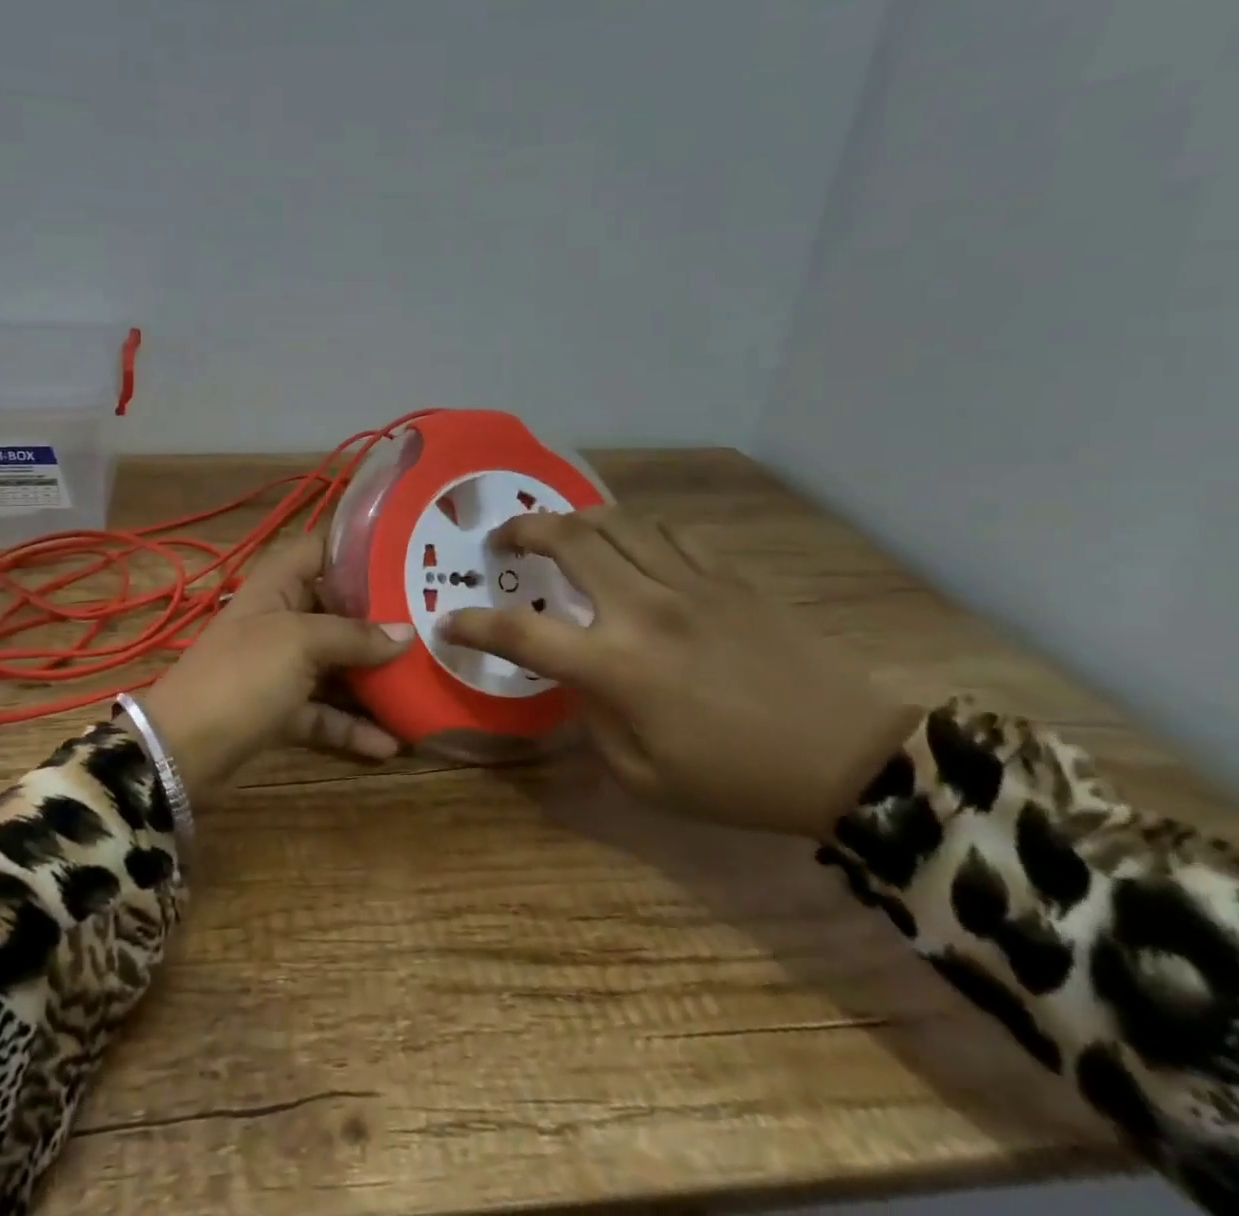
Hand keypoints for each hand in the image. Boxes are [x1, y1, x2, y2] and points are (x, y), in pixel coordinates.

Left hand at [137, 533, 412, 804]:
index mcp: (276, 586)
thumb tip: (407, 632)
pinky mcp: (281, 710)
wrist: (182, 751)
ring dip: (374, 677)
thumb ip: (353, 635)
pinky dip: (353, 726)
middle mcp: (280, 620)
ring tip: (423, 683)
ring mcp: (280, 667)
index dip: (357, 548)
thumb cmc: (243, 675)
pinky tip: (392, 743)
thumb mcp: (299, 643)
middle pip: (336, 610)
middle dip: (381, 619)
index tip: (407, 555)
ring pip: (336, 664)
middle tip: (433, 623)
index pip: (318, 550)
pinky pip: (325, 711)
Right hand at [440, 507, 918, 840]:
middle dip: (521, 531)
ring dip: (575, 521)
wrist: (853, 760)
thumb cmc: (737, 781)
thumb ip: (592, 721)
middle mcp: (643, 609)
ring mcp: (690, 584)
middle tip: (503, 542)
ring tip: (561, 534)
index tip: (450, 623)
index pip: (520, 633)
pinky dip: (636, 531)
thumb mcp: (644, 778)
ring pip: (616, 521)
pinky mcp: (729, 576)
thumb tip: (576, 680)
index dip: (474, 626)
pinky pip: (669, 532)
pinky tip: (632, 547)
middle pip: (567, 540)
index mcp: (616, 666)